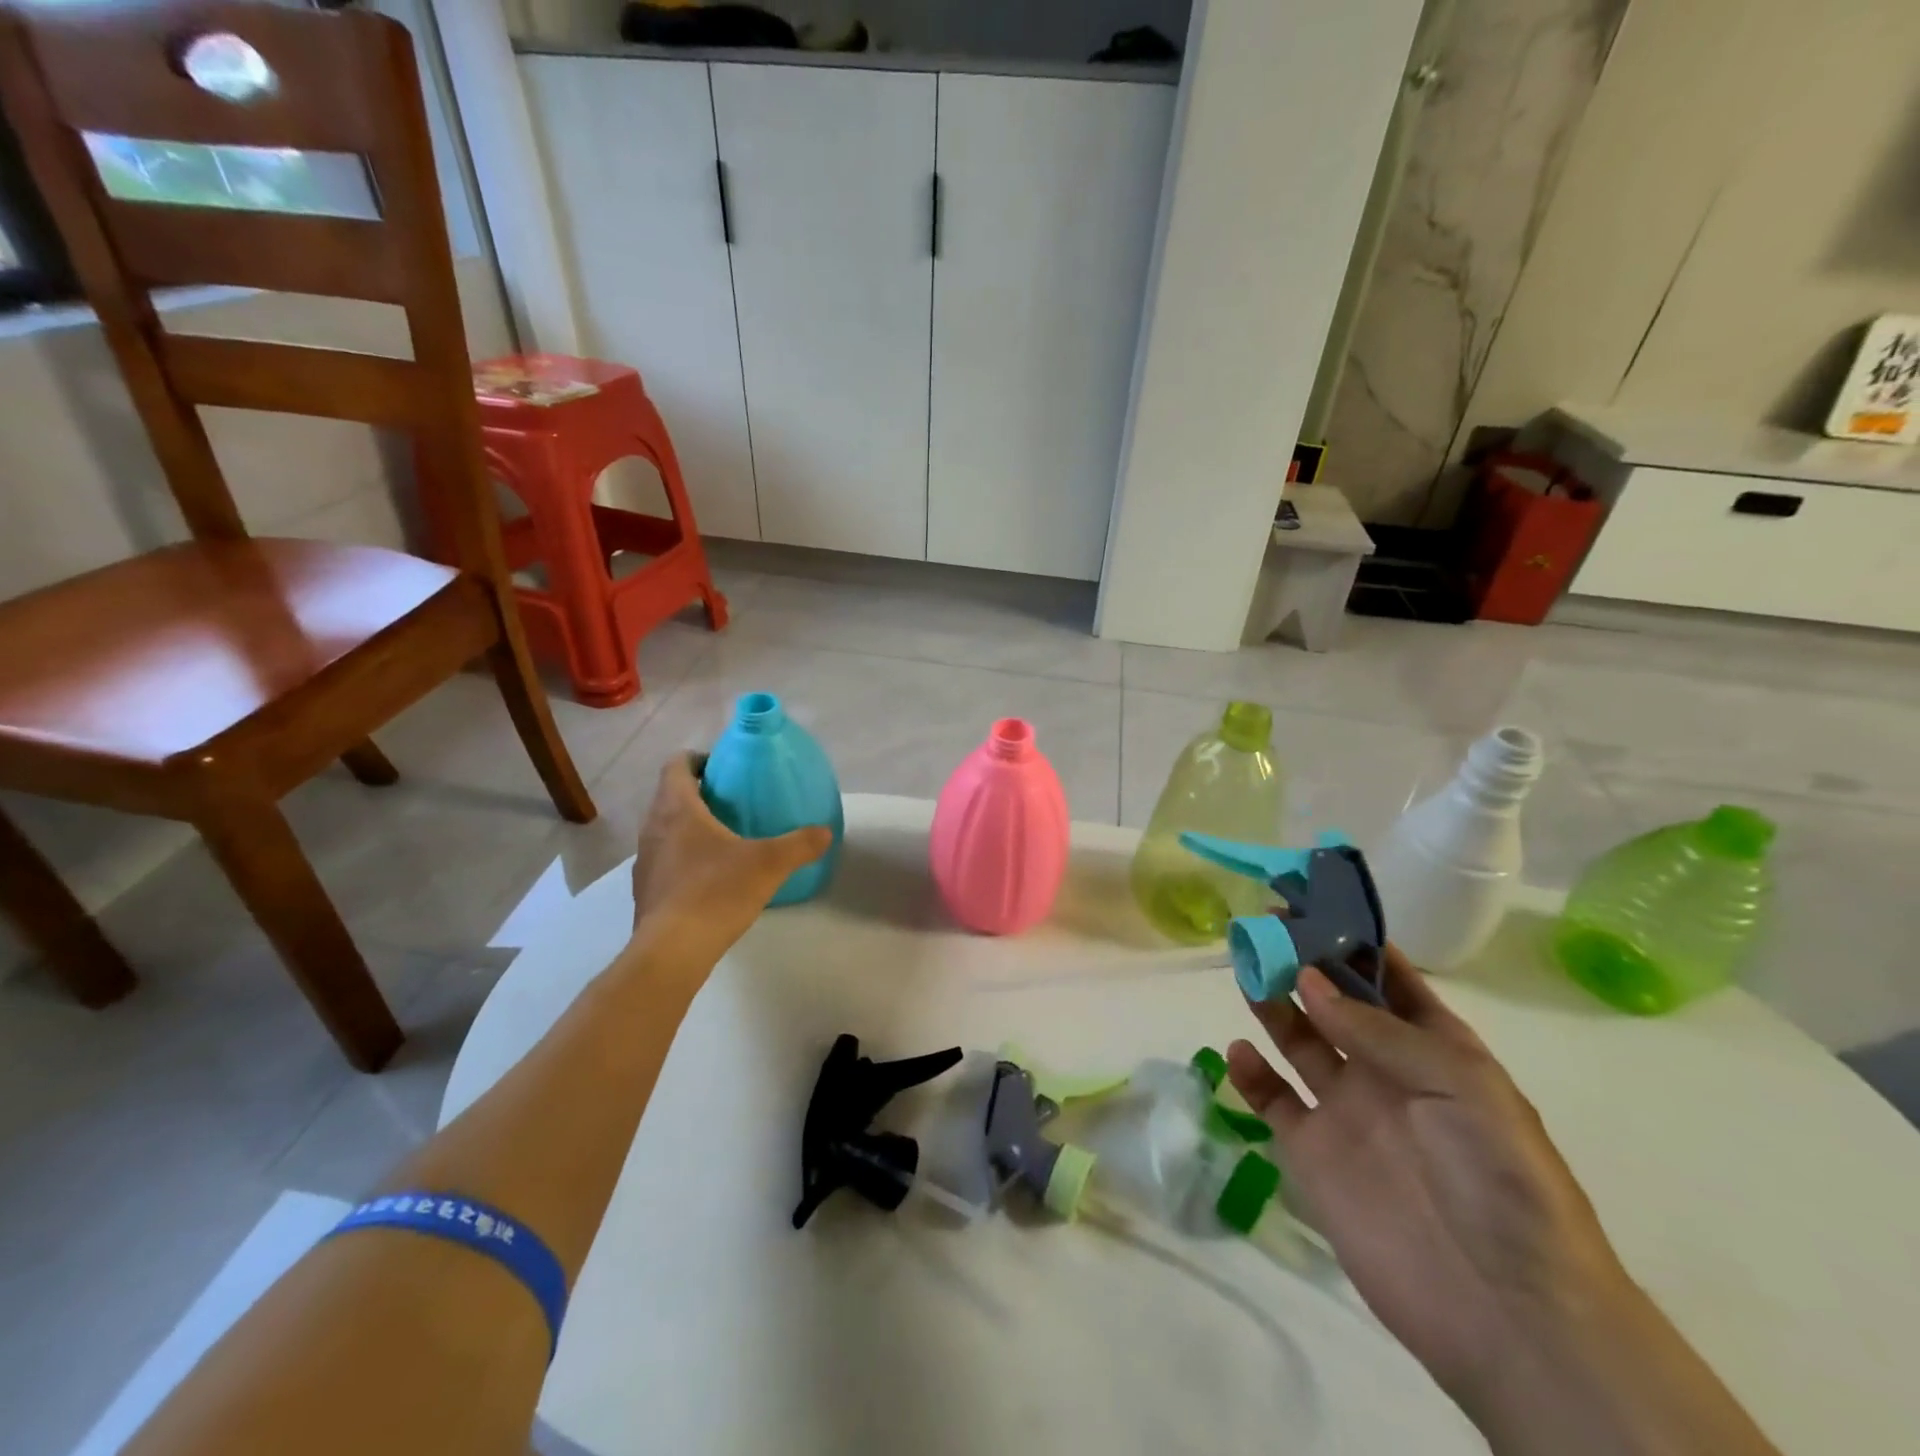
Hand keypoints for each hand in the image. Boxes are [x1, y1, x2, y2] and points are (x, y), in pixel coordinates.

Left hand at [627, 754, 832, 971]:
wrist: (673, 951)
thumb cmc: (716, 892)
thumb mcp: (769, 864)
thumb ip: (800, 844)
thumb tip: (825, 832)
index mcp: (676, 809)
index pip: (675, 765)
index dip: (697, 759)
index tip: (724, 767)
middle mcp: (652, 829)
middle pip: (668, 796)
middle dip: (697, 793)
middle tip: (732, 801)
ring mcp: (645, 862)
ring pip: (664, 830)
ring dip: (687, 827)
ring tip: (723, 838)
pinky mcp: (645, 892)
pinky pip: (664, 861)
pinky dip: (683, 858)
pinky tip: (709, 877)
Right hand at [1226, 946, 1627, 1404]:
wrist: (1505, 1307)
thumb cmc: (1498, 1178)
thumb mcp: (1456, 1084)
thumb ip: (1376, 1030)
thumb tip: (1309, 977)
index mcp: (1435, 1049)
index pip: (1388, 978)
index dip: (1352, 939)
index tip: (1309, 902)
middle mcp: (1386, 1070)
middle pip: (1334, 1001)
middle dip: (1301, 963)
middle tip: (1260, 927)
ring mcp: (1347, 1110)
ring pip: (1298, 1040)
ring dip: (1272, 1004)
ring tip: (1244, 971)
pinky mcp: (1313, 1151)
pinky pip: (1273, 1100)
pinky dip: (1251, 1074)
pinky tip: (1240, 1052)